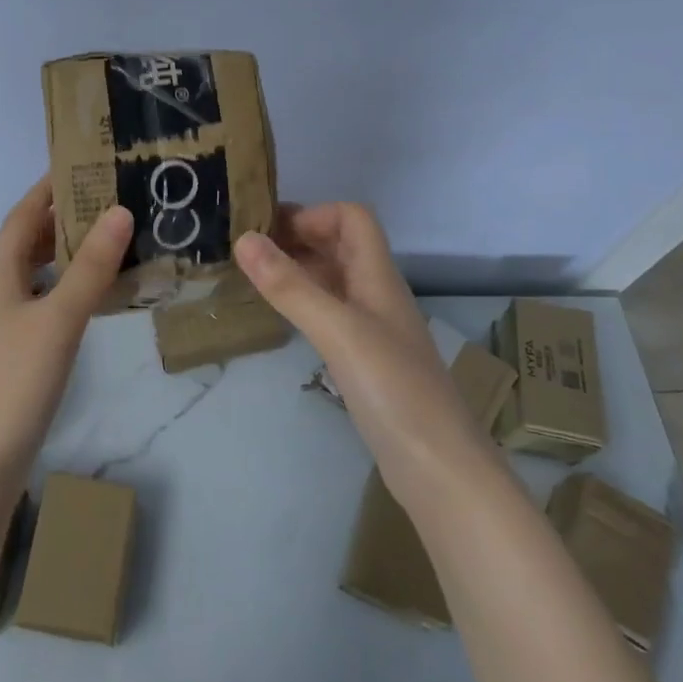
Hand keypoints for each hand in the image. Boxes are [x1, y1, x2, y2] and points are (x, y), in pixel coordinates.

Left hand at [0, 176, 133, 487]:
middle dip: (66, 211)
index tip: (87, 160)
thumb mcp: (58, 318)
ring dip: (70, 247)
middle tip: (114, 193)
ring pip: (41, 267)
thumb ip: (89, 267)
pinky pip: (49, 296)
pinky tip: (100, 289)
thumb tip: (120, 210)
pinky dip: (73, 281)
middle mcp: (0, 286)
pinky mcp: (21, 345)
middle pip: (31, 236)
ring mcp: (8, 319)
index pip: (24, 211)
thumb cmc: (14, 381)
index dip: (50, 185)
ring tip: (115, 232)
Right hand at [235, 204, 490, 503]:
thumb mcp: (338, 331)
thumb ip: (291, 286)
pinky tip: (282, 317)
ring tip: (254, 278)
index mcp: (378, 276)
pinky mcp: (366, 360)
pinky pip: (331, 313)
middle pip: (341, 245)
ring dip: (299, 269)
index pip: (352, 218)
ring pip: (334, 280)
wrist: (438, 467)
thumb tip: (244, 238)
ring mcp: (373, 328)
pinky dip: (305, 303)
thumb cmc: (393, 389)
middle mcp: (377, 294)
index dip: (313, 215)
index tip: (267, 231)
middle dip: (298, 237)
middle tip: (248, 251)